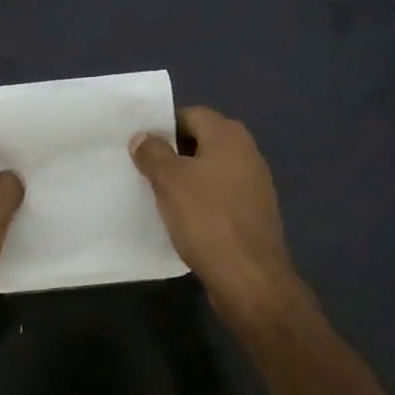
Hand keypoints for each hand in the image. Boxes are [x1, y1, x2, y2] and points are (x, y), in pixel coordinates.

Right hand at [131, 106, 305, 329]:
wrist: (250, 279)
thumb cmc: (207, 220)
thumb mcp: (170, 181)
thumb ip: (153, 152)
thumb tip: (143, 136)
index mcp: (229, 136)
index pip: (190, 115)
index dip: (163, 127)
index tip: (140, 146)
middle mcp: (247, 152)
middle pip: (201, 141)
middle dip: (172, 153)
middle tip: (143, 170)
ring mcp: (254, 184)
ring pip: (209, 170)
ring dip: (185, 179)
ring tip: (157, 195)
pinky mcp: (253, 213)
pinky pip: (219, 195)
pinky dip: (201, 201)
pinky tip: (182, 219)